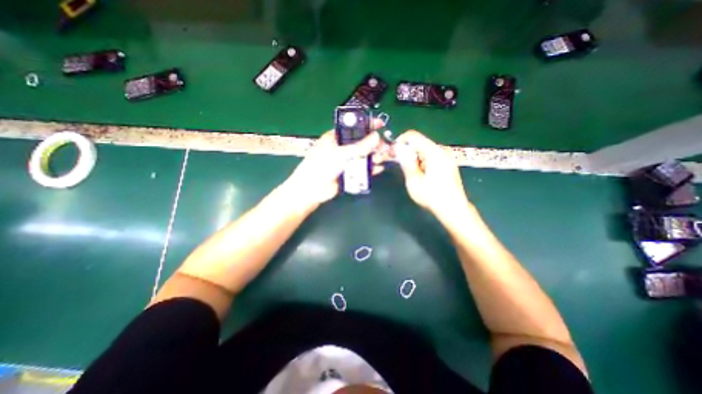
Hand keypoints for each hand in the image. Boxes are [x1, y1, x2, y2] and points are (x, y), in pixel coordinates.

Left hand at [282, 120, 385, 209]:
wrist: (312, 190)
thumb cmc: (322, 166)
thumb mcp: (341, 154)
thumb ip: (360, 146)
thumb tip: (377, 136)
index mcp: (336, 137)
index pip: (353, 127)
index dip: (367, 124)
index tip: (380, 124)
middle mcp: (341, 147)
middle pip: (361, 143)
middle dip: (373, 144)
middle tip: (385, 148)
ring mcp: (345, 161)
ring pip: (363, 156)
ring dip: (373, 157)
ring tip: (381, 159)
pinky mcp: (349, 173)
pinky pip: (362, 169)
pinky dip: (370, 169)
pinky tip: (378, 169)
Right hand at [393, 131, 467, 219]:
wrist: (453, 209)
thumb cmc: (432, 196)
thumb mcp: (413, 181)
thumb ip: (406, 162)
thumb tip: (398, 148)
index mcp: (433, 152)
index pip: (413, 136)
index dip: (400, 141)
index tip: (393, 153)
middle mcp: (442, 150)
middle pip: (419, 143)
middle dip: (407, 152)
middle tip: (401, 166)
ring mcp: (447, 156)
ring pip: (425, 150)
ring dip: (415, 158)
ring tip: (412, 174)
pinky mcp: (449, 163)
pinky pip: (432, 156)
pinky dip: (423, 162)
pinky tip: (422, 175)